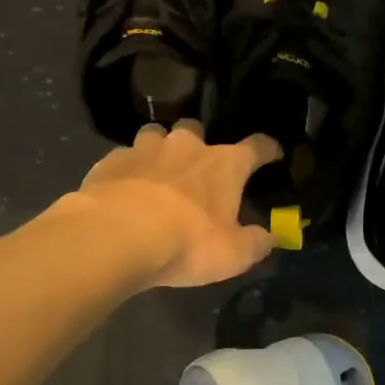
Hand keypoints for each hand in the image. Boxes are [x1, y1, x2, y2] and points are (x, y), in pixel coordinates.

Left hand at [64, 120, 281, 287]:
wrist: (116, 237)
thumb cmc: (187, 243)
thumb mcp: (234, 254)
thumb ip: (256, 243)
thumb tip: (270, 237)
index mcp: (224, 165)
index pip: (256, 147)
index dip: (268, 149)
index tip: (273, 153)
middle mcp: (187, 146)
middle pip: (197, 129)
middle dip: (199, 143)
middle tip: (197, 167)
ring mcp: (145, 149)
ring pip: (156, 135)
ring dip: (160, 149)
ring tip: (157, 171)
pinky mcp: (111, 161)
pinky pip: (124, 157)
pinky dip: (128, 169)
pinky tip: (124, 188)